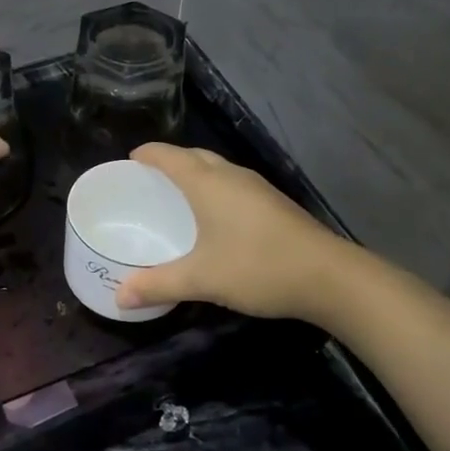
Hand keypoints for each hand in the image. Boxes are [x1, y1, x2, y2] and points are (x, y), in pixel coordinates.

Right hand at [115, 143, 348, 320]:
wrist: (330, 277)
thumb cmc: (258, 267)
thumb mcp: (202, 279)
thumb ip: (158, 285)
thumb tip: (119, 296)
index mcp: (208, 183)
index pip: (169, 156)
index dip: (147, 154)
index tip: (129, 159)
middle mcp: (232, 176)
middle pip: (194, 156)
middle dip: (170, 161)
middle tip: (148, 179)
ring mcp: (258, 188)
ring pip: (217, 169)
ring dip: (195, 174)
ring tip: (177, 196)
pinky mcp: (274, 204)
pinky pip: (233, 185)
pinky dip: (214, 190)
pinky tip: (214, 217)